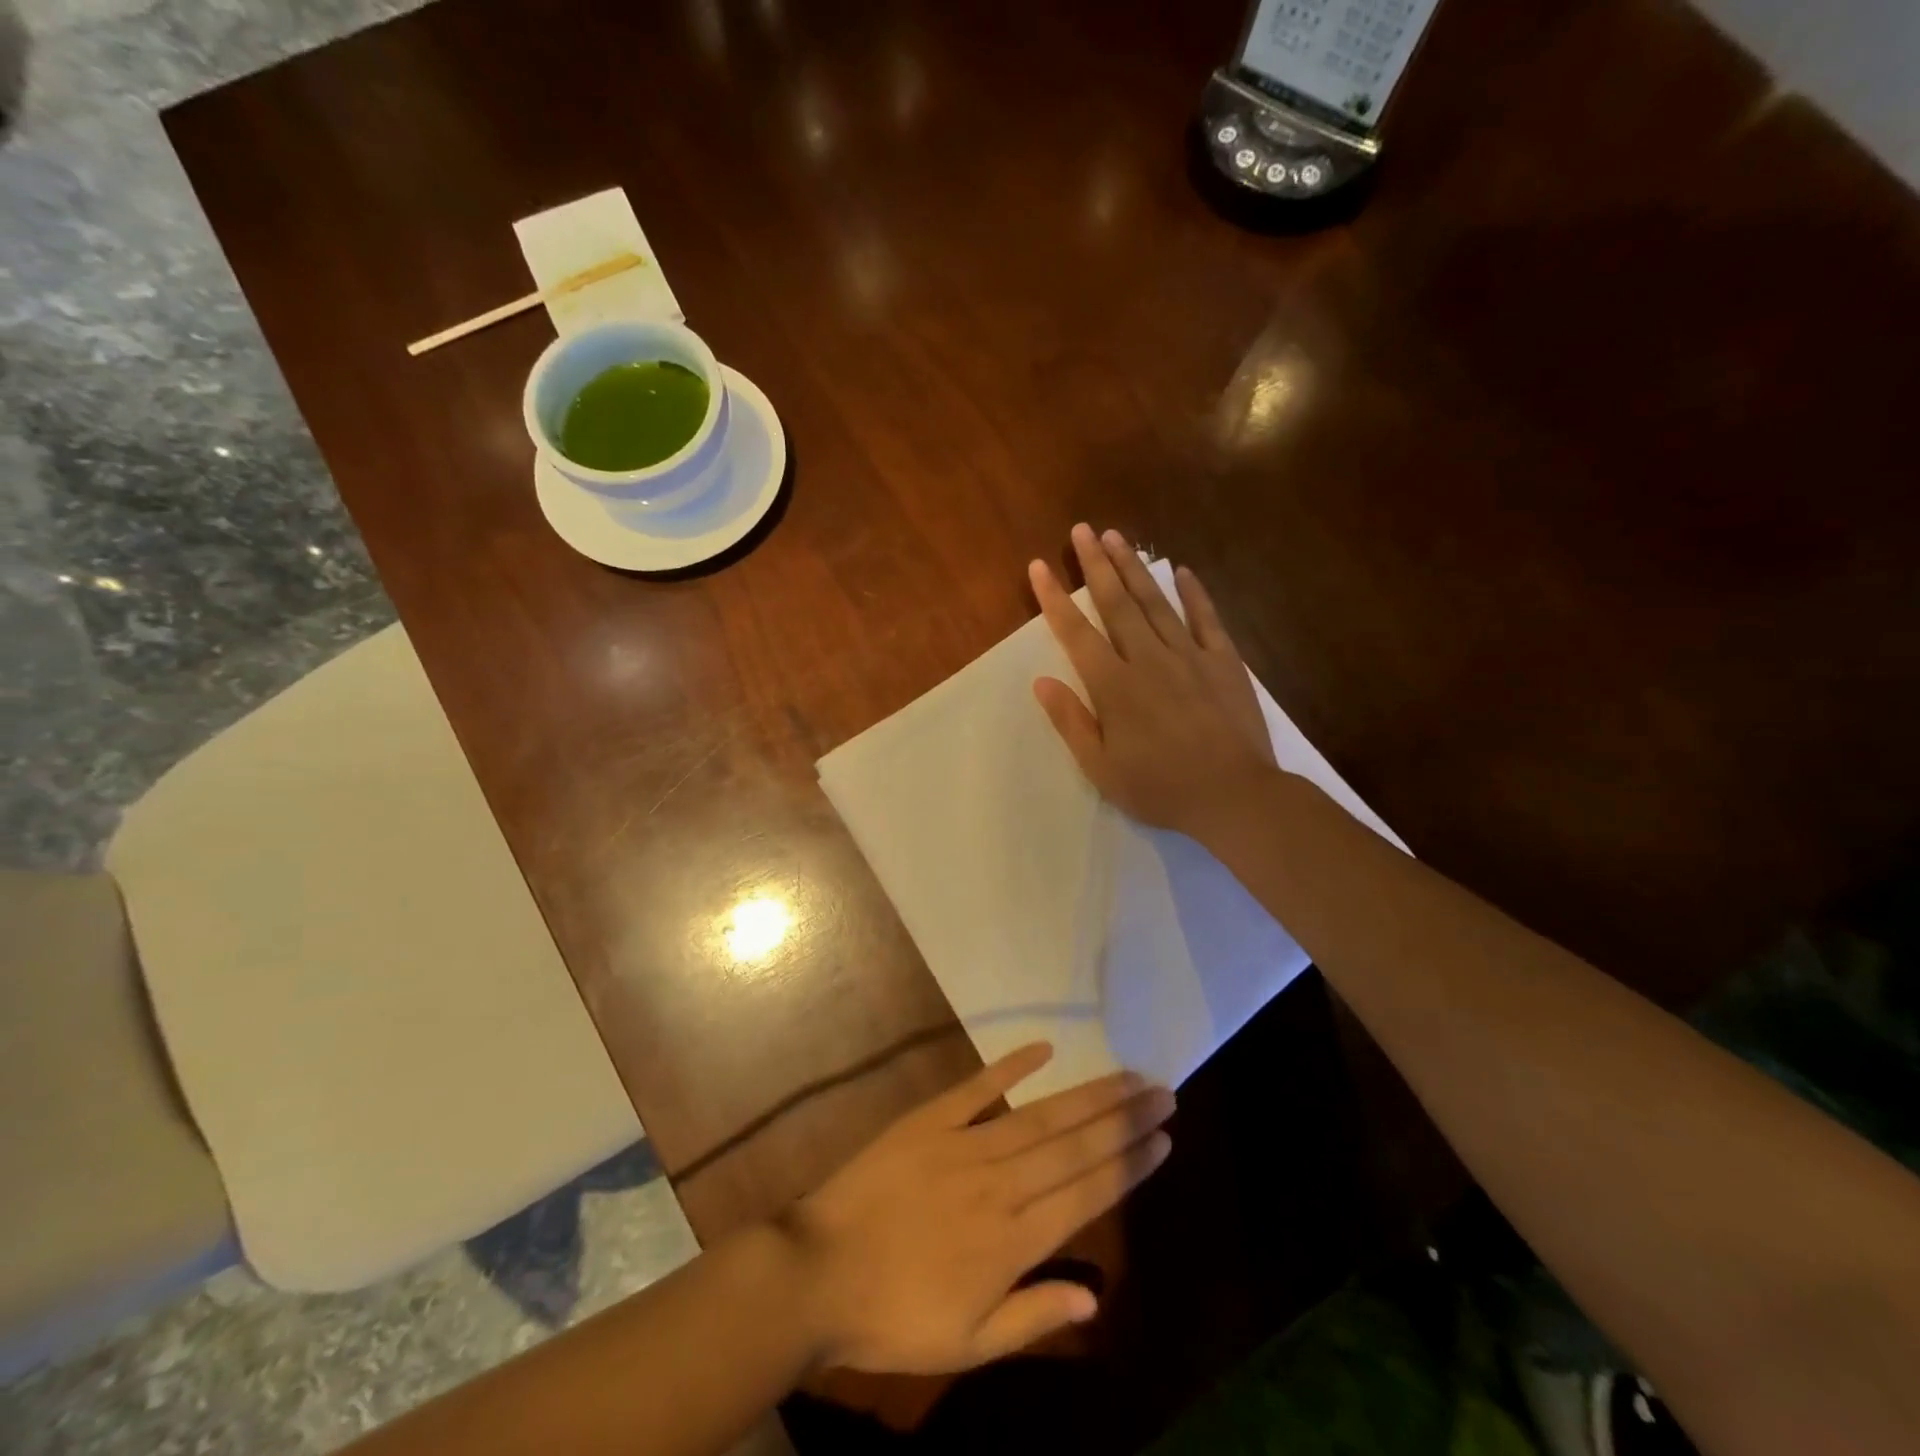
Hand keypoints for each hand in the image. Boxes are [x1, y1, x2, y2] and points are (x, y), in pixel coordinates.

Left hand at [782, 1043, 1173, 1374]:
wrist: (818, 1273)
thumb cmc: (894, 1318)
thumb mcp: (969, 1345)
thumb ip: (1035, 1316)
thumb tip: (1096, 1297)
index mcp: (1013, 1240)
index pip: (1088, 1193)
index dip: (1130, 1162)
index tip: (1165, 1137)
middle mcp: (1000, 1183)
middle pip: (1075, 1144)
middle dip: (1124, 1118)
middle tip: (1162, 1090)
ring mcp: (965, 1144)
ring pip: (1040, 1114)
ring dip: (1088, 1094)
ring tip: (1127, 1075)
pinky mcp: (930, 1118)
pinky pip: (979, 1086)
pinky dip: (1012, 1064)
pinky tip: (1045, 1047)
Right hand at [1029, 524, 1277, 838]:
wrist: (1234, 795)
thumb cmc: (1160, 788)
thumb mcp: (1101, 768)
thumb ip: (1071, 721)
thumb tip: (1042, 681)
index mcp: (1114, 686)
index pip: (1076, 633)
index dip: (1054, 598)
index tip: (1039, 566)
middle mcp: (1148, 659)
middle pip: (1116, 603)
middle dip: (1096, 564)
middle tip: (1083, 529)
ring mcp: (1189, 656)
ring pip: (1156, 602)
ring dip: (1134, 567)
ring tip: (1118, 536)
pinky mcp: (1224, 661)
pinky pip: (1206, 618)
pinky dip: (1193, 592)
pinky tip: (1181, 570)